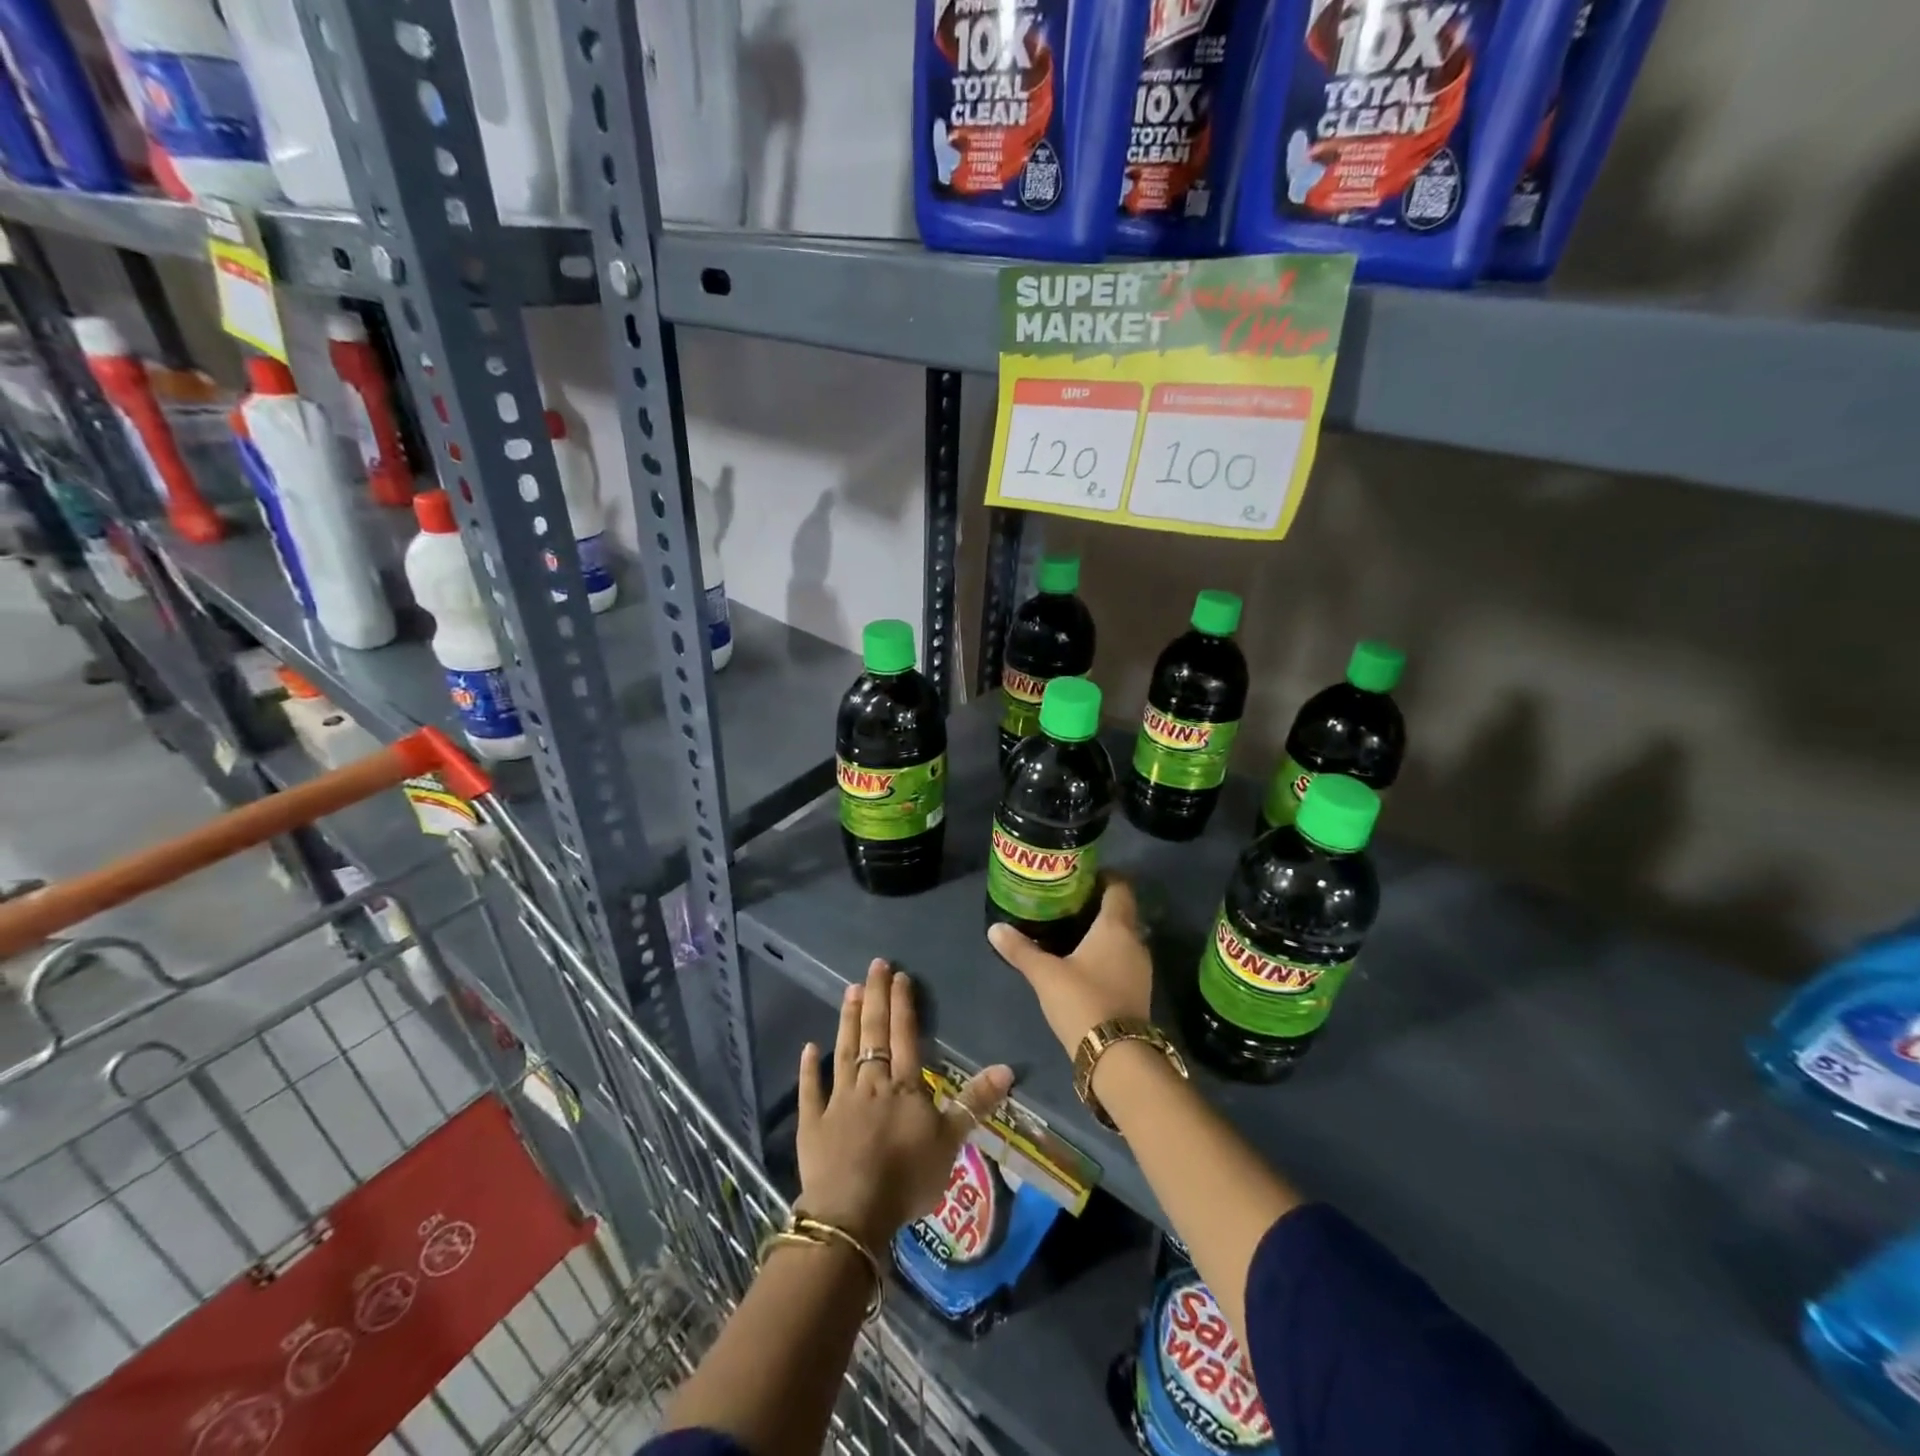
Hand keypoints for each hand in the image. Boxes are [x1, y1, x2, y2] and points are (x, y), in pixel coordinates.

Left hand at [796, 958, 1012, 1252]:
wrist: (852, 1213)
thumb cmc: (906, 1177)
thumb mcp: (951, 1142)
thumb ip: (975, 1102)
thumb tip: (1007, 1067)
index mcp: (904, 1086)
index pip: (905, 1036)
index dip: (903, 1005)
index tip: (900, 976)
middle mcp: (871, 1083)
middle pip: (874, 1033)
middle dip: (876, 997)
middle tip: (874, 965)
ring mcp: (839, 1101)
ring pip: (845, 1052)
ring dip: (848, 1020)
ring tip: (849, 990)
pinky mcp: (813, 1123)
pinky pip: (811, 1090)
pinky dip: (809, 1068)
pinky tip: (809, 1046)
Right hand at [988, 878, 1151, 1058]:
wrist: (1117, 1056)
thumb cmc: (1083, 1001)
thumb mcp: (1045, 974)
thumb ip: (1021, 949)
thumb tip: (994, 928)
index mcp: (1116, 927)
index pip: (1119, 887)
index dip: (1104, 877)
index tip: (1081, 877)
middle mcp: (1135, 941)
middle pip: (1121, 912)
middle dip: (1097, 905)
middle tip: (1067, 903)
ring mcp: (1141, 968)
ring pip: (1123, 937)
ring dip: (1103, 932)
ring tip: (1072, 932)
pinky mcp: (1139, 991)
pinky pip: (1124, 959)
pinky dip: (1108, 955)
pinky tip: (1085, 963)